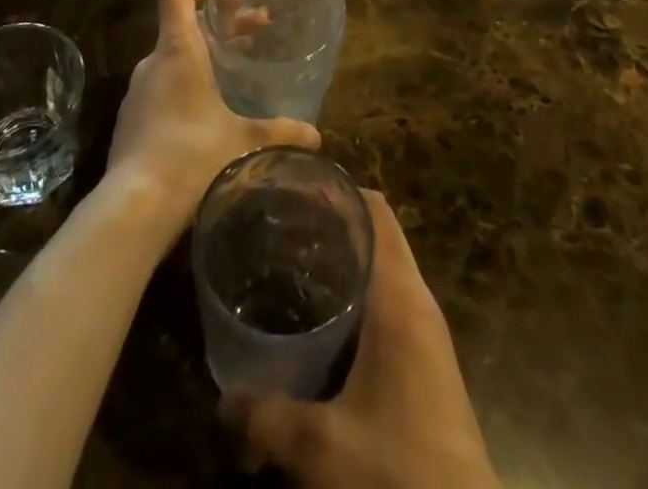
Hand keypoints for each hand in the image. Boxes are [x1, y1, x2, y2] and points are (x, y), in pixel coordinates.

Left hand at [107, 0, 318, 230]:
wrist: (134, 208)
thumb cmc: (191, 157)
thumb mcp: (244, 142)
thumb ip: (280, 132)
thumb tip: (314, 135)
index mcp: (177, 51)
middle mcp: (153, 64)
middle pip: (182, 24)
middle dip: (220, 25)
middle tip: (256, 33)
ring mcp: (138, 93)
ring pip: (173, 58)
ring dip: (204, 56)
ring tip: (236, 74)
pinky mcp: (131, 121)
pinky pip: (161, 87)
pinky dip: (186, 85)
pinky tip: (209, 114)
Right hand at [227, 192, 499, 488]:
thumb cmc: (398, 470)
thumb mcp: (321, 448)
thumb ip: (266, 418)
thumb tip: (222, 402)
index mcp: (399, 295)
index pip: (374, 210)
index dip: (337, 189)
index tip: (292, 188)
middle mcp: (417, 301)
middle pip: (376, 233)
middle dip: (331, 223)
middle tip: (280, 224)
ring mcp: (426, 333)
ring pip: (383, 270)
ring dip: (344, 261)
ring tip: (291, 263)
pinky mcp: (426, 364)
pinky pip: (388, 305)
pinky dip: (356, 296)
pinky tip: (321, 324)